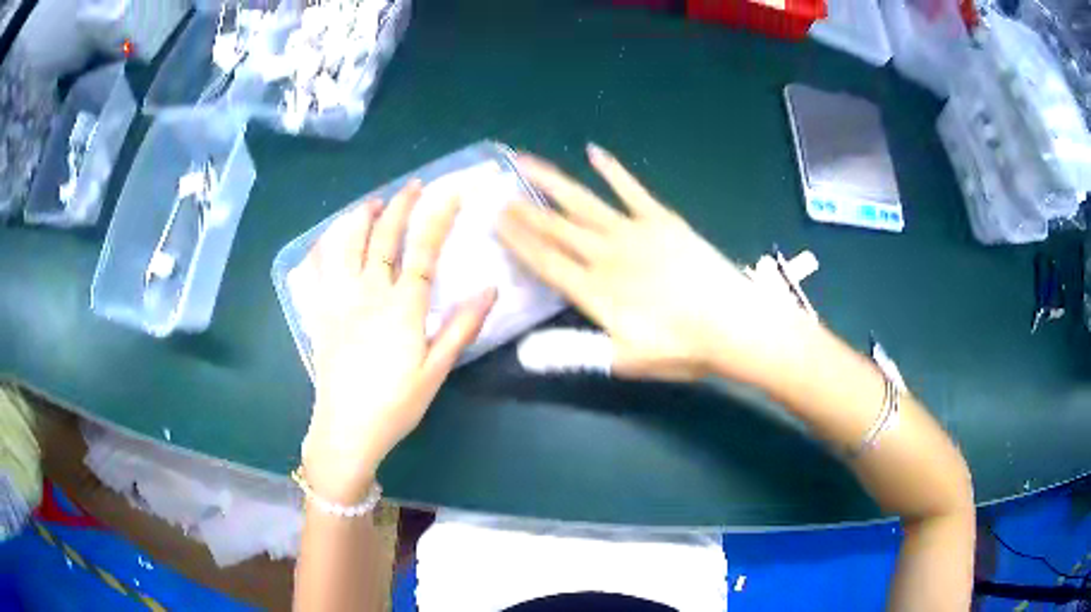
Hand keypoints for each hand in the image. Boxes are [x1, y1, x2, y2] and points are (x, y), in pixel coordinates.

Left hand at [300, 181, 496, 503]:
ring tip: (373, 203)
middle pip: (383, 237)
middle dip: (400, 205)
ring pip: (345, 243)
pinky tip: (330, 239)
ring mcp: (338, 300)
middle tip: (413, 186)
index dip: (438, 217)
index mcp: (401, 308)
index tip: (451, 192)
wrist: (346, 429)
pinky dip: (323, 245)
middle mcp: (367, 294)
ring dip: (360, 217)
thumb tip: (490, 290)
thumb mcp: (435, 372)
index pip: (423, 250)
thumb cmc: (395, 404)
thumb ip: (461, 328)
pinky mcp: (319, 312)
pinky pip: (316, 269)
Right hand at [498, 144, 812, 383]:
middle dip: (525, 209)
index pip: (545, 261)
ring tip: (527, 160)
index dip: (518, 241)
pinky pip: (631, 189)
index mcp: (594, 290)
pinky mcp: (662, 220)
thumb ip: (573, 352)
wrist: (733, 325)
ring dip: (553, 180)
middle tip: (500, 190)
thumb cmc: (681, 348)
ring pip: (584, 201)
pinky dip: (613, 170)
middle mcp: (606, 255)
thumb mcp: (624, 360)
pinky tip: (594, 152)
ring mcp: (634, 232)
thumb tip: (524, 351)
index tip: (495, 221)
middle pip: (557, 228)